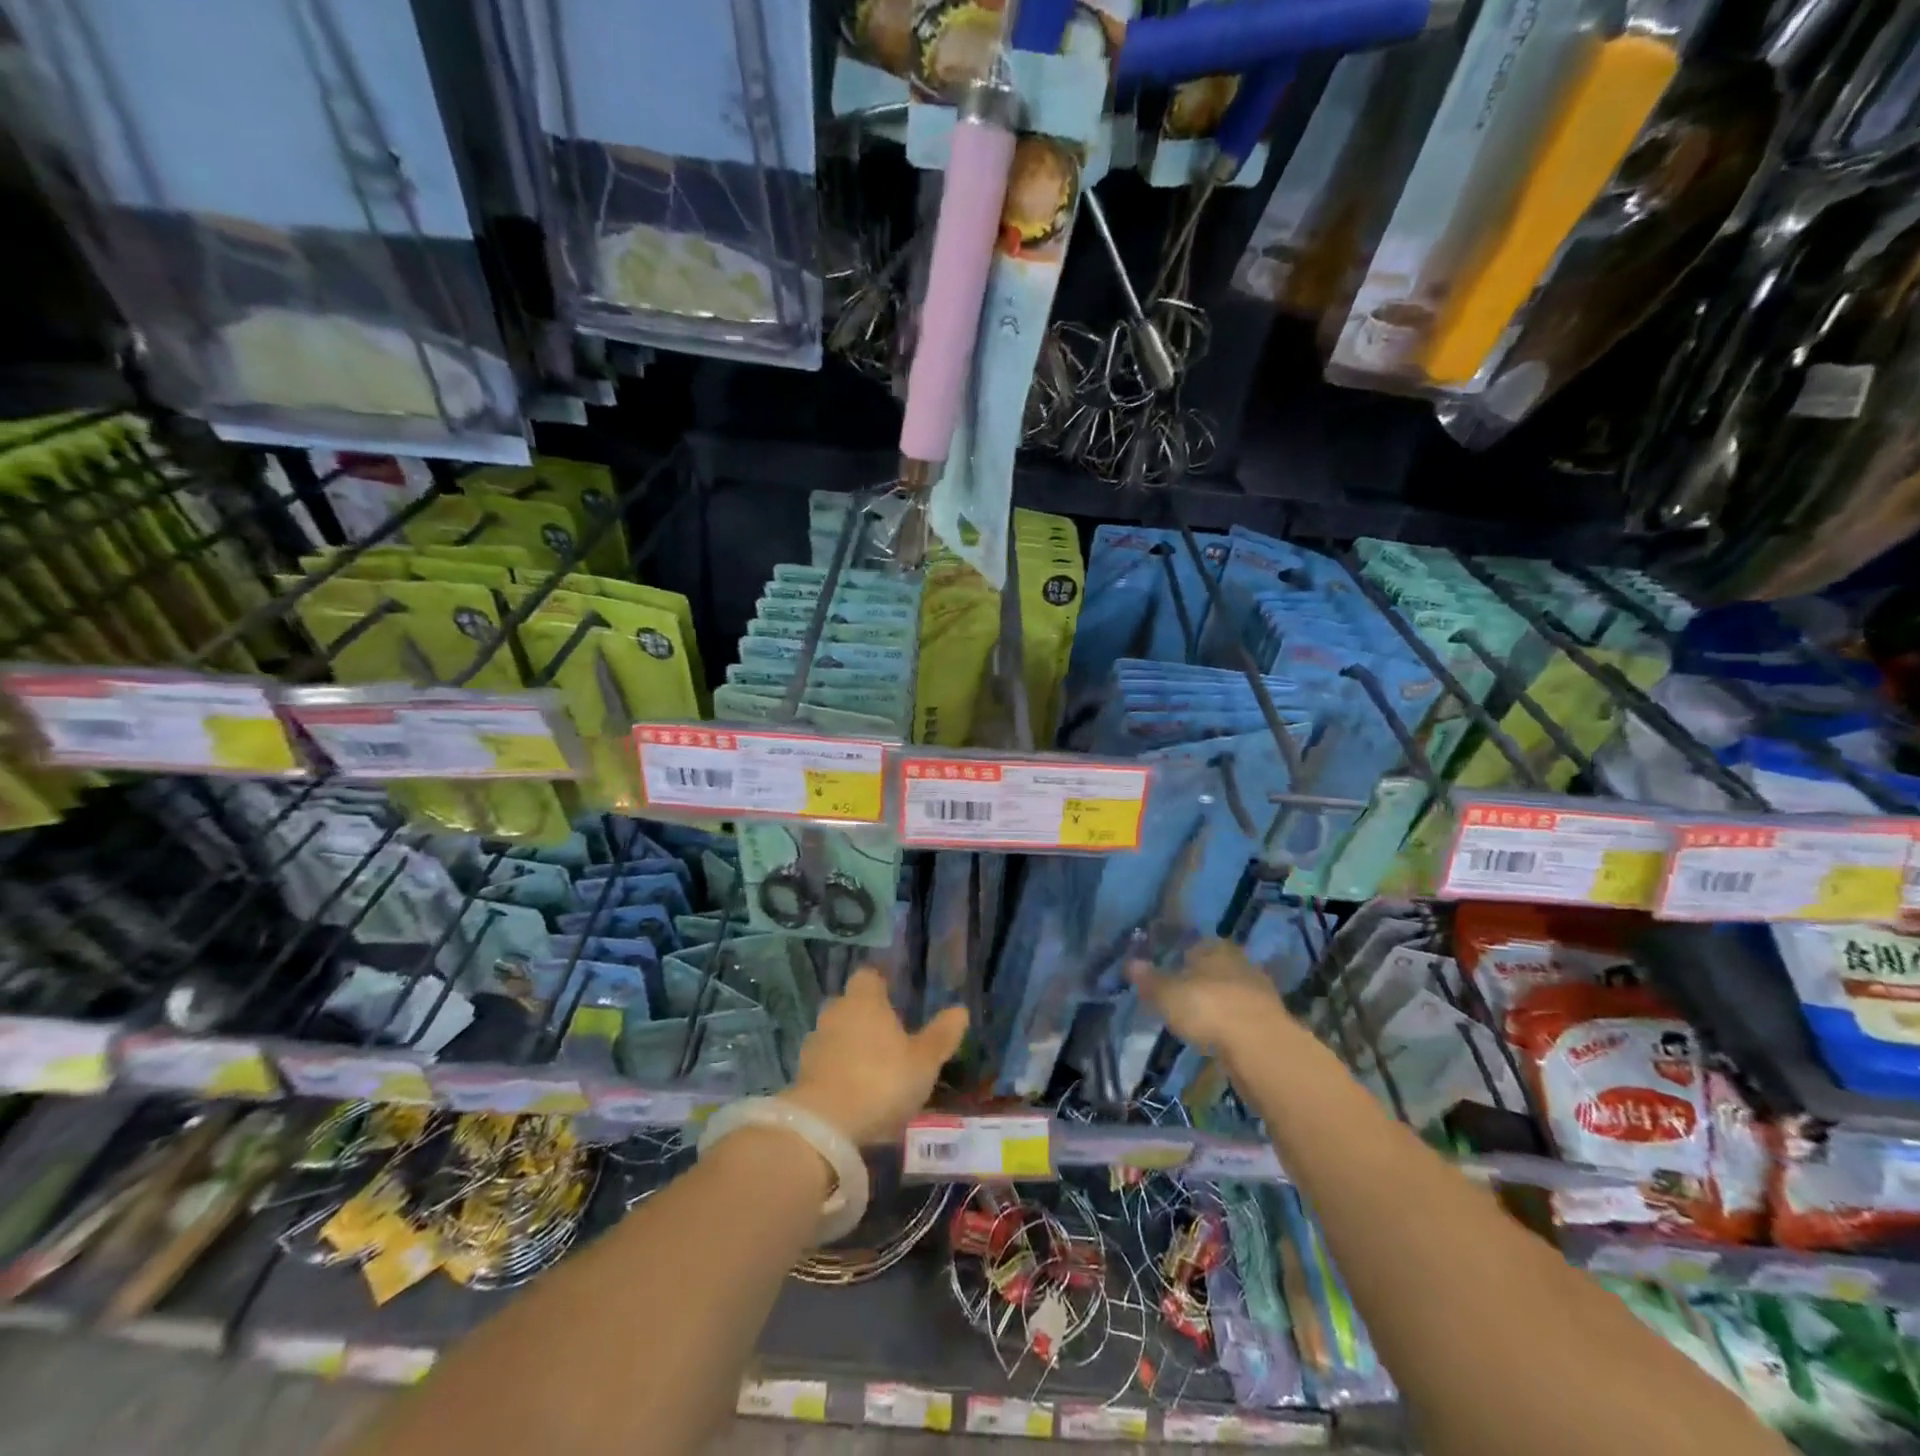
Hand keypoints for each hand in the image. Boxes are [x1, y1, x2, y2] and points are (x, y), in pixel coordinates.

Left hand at [784, 969, 967, 1145]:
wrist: (825, 1125)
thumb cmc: (881, 1080)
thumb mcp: (924, 1061)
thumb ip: (941, 1034)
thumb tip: (960, 1009)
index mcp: (864, 1000)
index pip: (869, 976)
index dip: (881, 985)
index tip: (895, 998)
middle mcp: (836, 1012)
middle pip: (851, 1005)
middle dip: (866, 1017)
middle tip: (889, 1037)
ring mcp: (815, 1043)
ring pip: (836, 1035)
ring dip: (851, 1046)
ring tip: (873, 1070)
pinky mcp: (802, 1074)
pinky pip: (826, 1063)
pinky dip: (838, 1072)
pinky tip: (854, 1093)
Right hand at [1129, 940, 1287, 1059]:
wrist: (1261, 1047)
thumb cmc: (1207, 1008)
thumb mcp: (1167, 994)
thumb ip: (1149, 979)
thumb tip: (1130, 963)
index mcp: (1213, 947)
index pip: (1192, 944)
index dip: (1177, 957)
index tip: (1164, 973)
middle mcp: (1238, 961)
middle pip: (1213, 967)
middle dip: (1198, 979)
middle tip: (1179, 996)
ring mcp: (1258, 990)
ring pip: (1229, 990)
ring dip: (1216, 1002)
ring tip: (1196, 1019)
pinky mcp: (1270, 1019)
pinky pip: (1241, 1014)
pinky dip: (1229, 1022)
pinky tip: (1218, 1034)